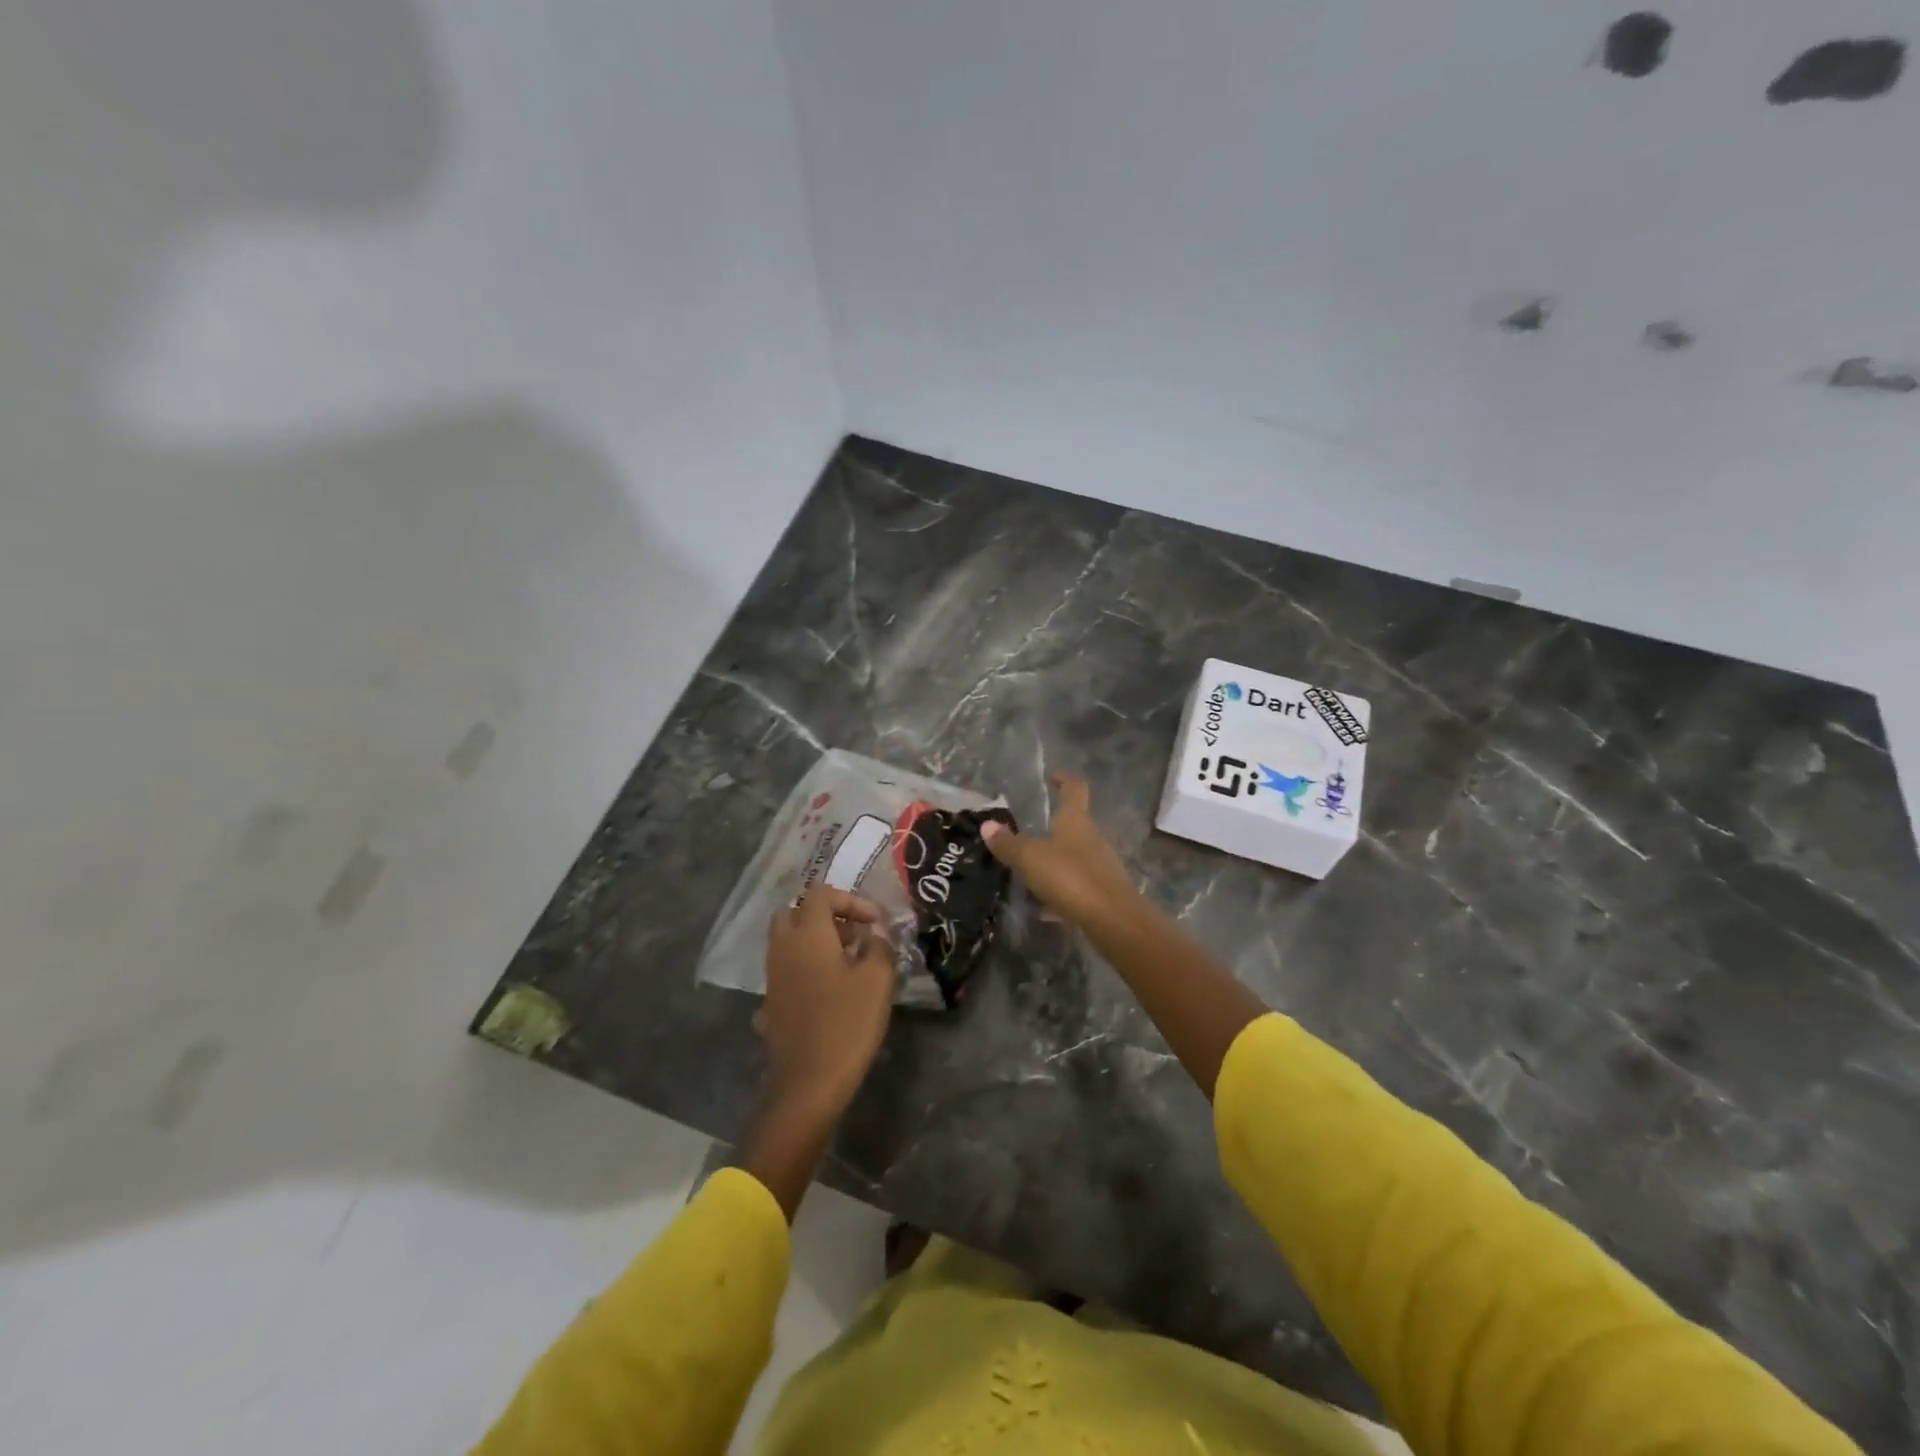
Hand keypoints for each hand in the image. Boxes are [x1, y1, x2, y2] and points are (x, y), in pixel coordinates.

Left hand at [760, 888, 894, 1118]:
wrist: (808, 1083)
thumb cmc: (847, 1023)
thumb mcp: (877, 980)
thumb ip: (879, 946)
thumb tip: (875, 932)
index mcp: (807, 934)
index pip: (821, 894)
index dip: (852, 900)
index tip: (877, 923)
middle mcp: (783, 948)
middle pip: (796, 913)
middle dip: (827, 917)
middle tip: (855, 935)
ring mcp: (773, 978)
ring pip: (789, 942)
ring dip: (816, 943)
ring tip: (849, 964)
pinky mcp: (771, 1004)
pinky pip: (787, 972)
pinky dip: (807, 970)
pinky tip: (829, 993)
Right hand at [982, 773, 1140, 932]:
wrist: (1112, 919)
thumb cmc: (1070, 877)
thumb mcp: (1030, 859)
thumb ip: (1008, 844)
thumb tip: (987, 824)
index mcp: (1076, 821)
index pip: (1075, 789)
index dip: (1065, 780)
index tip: (1053, 777)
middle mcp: (1092, 838)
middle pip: (1075, 825)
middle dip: (1055, 827)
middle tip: (1029, 834)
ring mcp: (1101, 865)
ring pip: (1074, 856)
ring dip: (1055, 861)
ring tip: (1030, 873)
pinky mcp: (1103, 892)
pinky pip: (1077, 885)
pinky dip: (1060, 891)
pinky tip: (1043, 908)